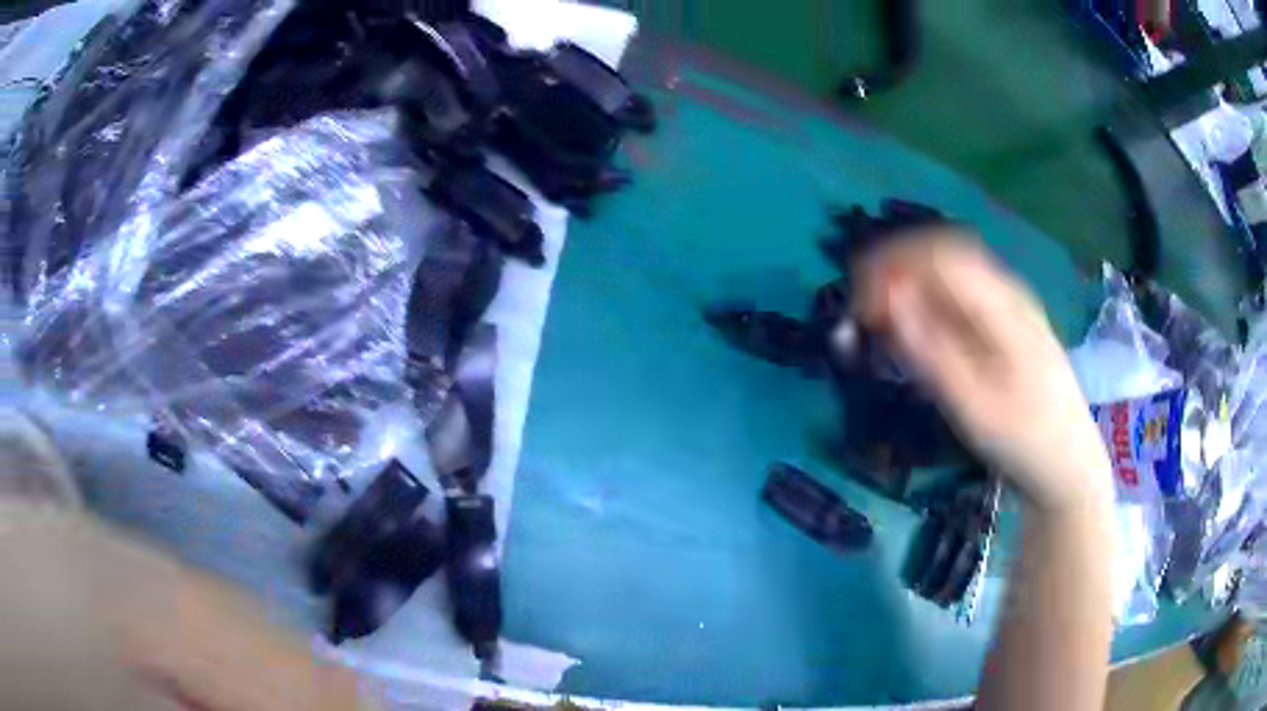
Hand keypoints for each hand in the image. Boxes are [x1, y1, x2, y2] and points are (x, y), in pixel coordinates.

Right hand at [848, 230, 1112, 511]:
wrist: (1069, 465)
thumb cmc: (1023, 440)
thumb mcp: (974, 405)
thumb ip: (931, 350)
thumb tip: (889, 300)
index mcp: (1002, 304)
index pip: (936, 254)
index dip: (890, 266)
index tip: (858, 305)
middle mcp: (1008, 291)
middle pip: (943, 253)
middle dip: (896, 271)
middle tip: (864, 312)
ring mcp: (1012, 305)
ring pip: (952, 272)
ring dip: (912, 285)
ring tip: (885, 322)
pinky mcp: (1010, 324)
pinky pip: (963, 294)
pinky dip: (932, 302)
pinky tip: (921, 331)